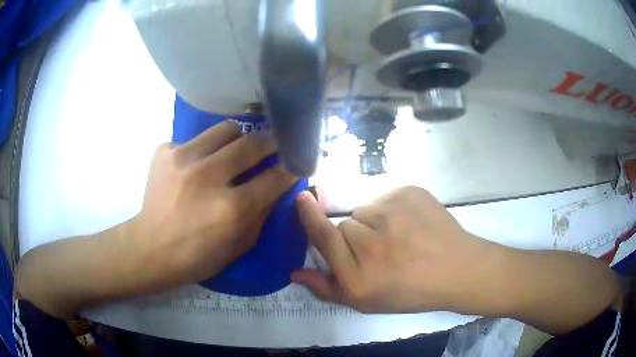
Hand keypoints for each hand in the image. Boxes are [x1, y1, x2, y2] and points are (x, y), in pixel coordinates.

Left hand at [131, 121, 296, 288]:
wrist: (150, 248)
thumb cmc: (197, 256)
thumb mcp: (240, 246)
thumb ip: (263, 213)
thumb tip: (276, 183)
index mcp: (231, 209)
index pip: (275, 176)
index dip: (290, 167)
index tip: (295, 162)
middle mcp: (208, 177)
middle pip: (253, 142)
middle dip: (271, 142)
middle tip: (273, 146)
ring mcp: (183, 158)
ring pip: (227, 128)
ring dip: (239, 138)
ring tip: (234, 151)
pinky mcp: (165, 151)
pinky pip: (197, 139)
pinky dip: (204, 150)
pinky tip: (196, 167)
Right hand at [292, 186, 504, 313]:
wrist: (457, 270)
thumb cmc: (410, 291)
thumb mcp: (366, 302)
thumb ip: (326, 288)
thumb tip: (295, 272)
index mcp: (358, 276)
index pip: (324, 237)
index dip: (309, 216)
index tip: (301, 198)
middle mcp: (371, 244)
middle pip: (346, 223)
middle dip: (356, 235)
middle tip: (381, 249)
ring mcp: (393, 214)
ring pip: (366, 209)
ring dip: (375, 221)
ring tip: (399, 237)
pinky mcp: (409, 193)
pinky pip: (387, 197)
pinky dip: (394, 208)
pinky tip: (412, 225)